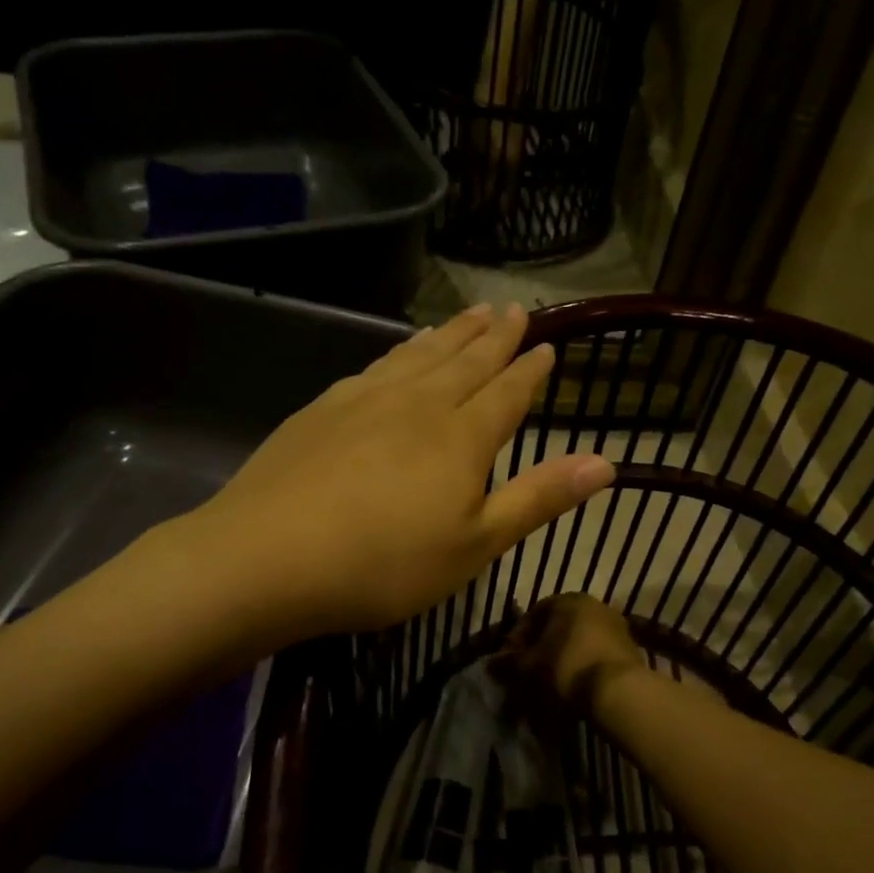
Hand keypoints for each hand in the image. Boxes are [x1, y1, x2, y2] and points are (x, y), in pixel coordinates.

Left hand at [193, 305, 613, 636]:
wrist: (267, 557)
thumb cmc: (384, 564)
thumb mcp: (475, 546)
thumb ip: (538, 500)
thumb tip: (606, 462)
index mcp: (461, 437)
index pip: (507, 393)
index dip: (530, 370)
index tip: (547, 344)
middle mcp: (417, 404)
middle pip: (465, 361)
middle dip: (494, 336)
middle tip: (513, 307)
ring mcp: (364, 400)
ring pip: (419, 355)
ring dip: (449, 334)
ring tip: (467, 315)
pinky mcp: (322, 410)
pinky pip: (375, 366)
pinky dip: (398, 352)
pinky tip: (397, 353)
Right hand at [503, 593, 649, 712]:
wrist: (619, 691)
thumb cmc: (566, 668)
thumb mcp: (530, 667)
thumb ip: (510, 662)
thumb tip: (492, 663)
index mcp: (568, 600)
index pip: (535, 613)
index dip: (519, 637)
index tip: (513, 659)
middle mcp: (594, 605)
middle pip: (560, 625)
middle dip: (543, 646)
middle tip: (532, 670)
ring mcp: (616, 625)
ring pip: (580, 639)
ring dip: (565, 656)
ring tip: (554, 681)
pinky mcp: (631, 647)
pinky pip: (598, 652)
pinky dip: (585, 664)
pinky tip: (578, 684)